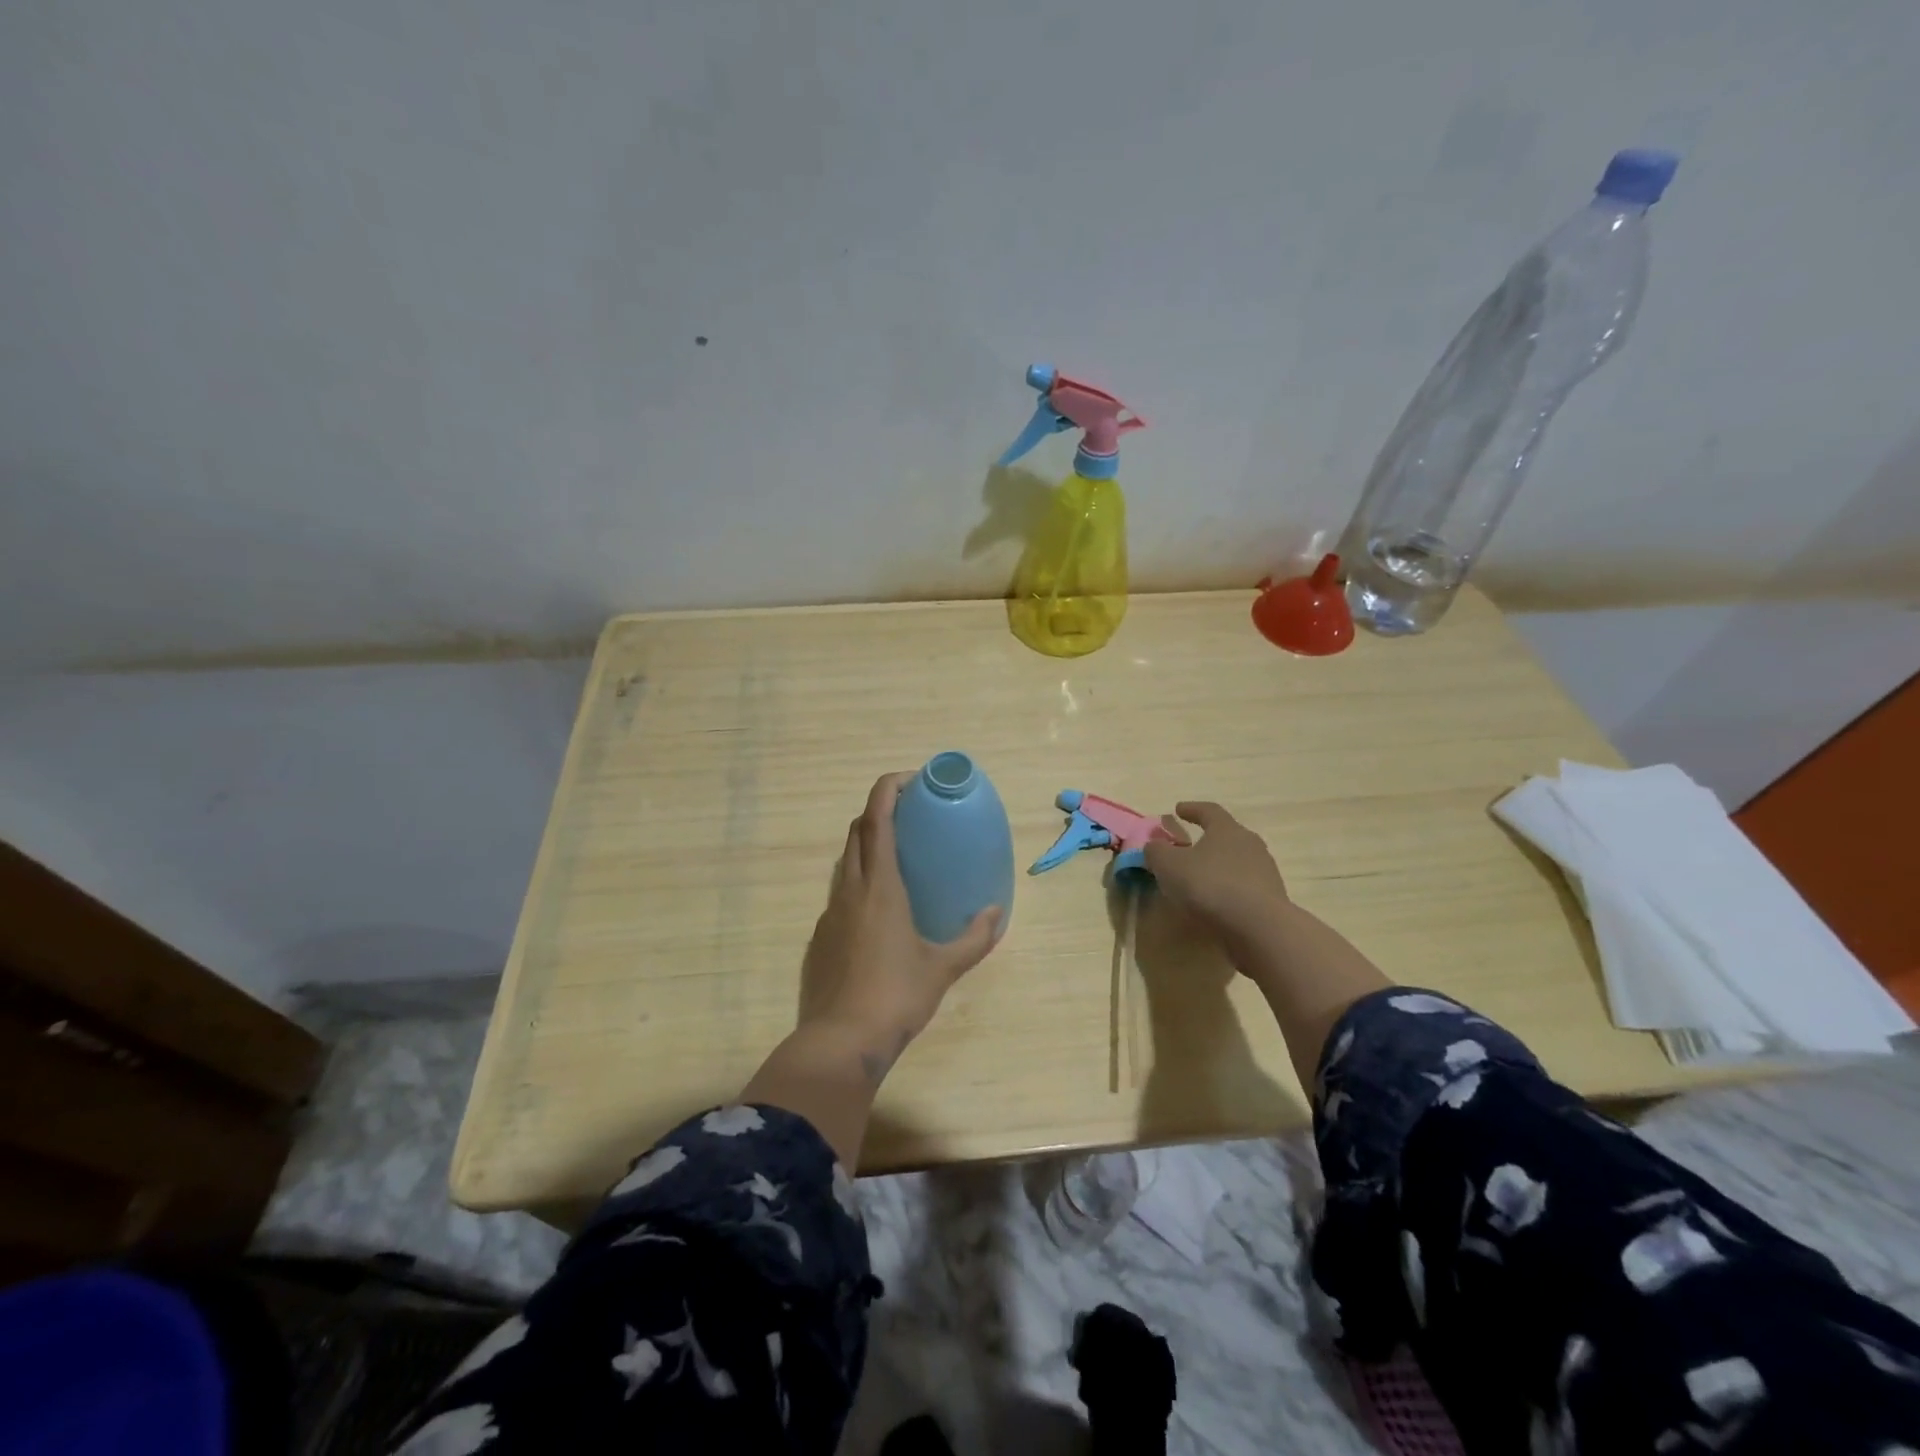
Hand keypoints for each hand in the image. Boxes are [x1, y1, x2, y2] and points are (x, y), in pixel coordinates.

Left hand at [798, 771, 1001, 1077]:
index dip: (888, 789)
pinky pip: (840, 892)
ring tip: (897, 857)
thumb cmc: (896, 996)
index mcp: (880, 886)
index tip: (911, 779)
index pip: (877, 819)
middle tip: (909, 815)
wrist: (840, 1041)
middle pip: (857, 831)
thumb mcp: (943, 967)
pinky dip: (858, 881)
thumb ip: (974, 938)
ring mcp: (830, 912)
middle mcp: (851, 889)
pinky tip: (878, 910)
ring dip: (867, 845)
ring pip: (845, 861)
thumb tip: (997, 913)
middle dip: (879, 811)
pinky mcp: (820, 936)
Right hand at [1141, 801, 1290, 943]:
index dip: (1192, 809)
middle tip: (1189, 846)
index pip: (1209, 810)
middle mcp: (1250, 844)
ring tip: (1200, 878)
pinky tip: (1215, 902)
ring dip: (1218, 866)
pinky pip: (1244, 886)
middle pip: (1227, 835)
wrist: (1259, 928)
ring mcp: (1265, 871)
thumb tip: (1154, 845)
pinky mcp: (1271, 898)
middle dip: (1207, 839)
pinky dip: (1228, 889)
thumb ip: (1156, 851)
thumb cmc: (1210, 885)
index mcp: (1227, 829)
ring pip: (1237, 862)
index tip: (1178, 809)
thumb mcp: (1169, 865)